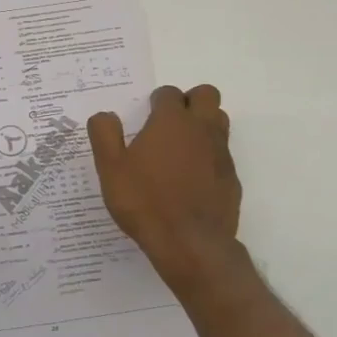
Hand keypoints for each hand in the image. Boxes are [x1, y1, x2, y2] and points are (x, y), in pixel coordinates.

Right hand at [88, 84, 241, 292]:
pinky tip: (192, 180)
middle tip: (169, 123)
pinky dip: (210, 157)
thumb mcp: (110, 168)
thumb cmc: (144, 201)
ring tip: (180, 148)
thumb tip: (104, 115)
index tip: (146, 116)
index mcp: (171, 121)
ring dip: (203, 125)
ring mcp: (221, 153)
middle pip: (206, 95)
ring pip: (220, 121)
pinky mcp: (232, 178)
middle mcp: (201, 129)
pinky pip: (223, 155)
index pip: (169, 93)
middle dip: (189, 101)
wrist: (189, 243)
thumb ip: (104, 135)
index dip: (157, 101)